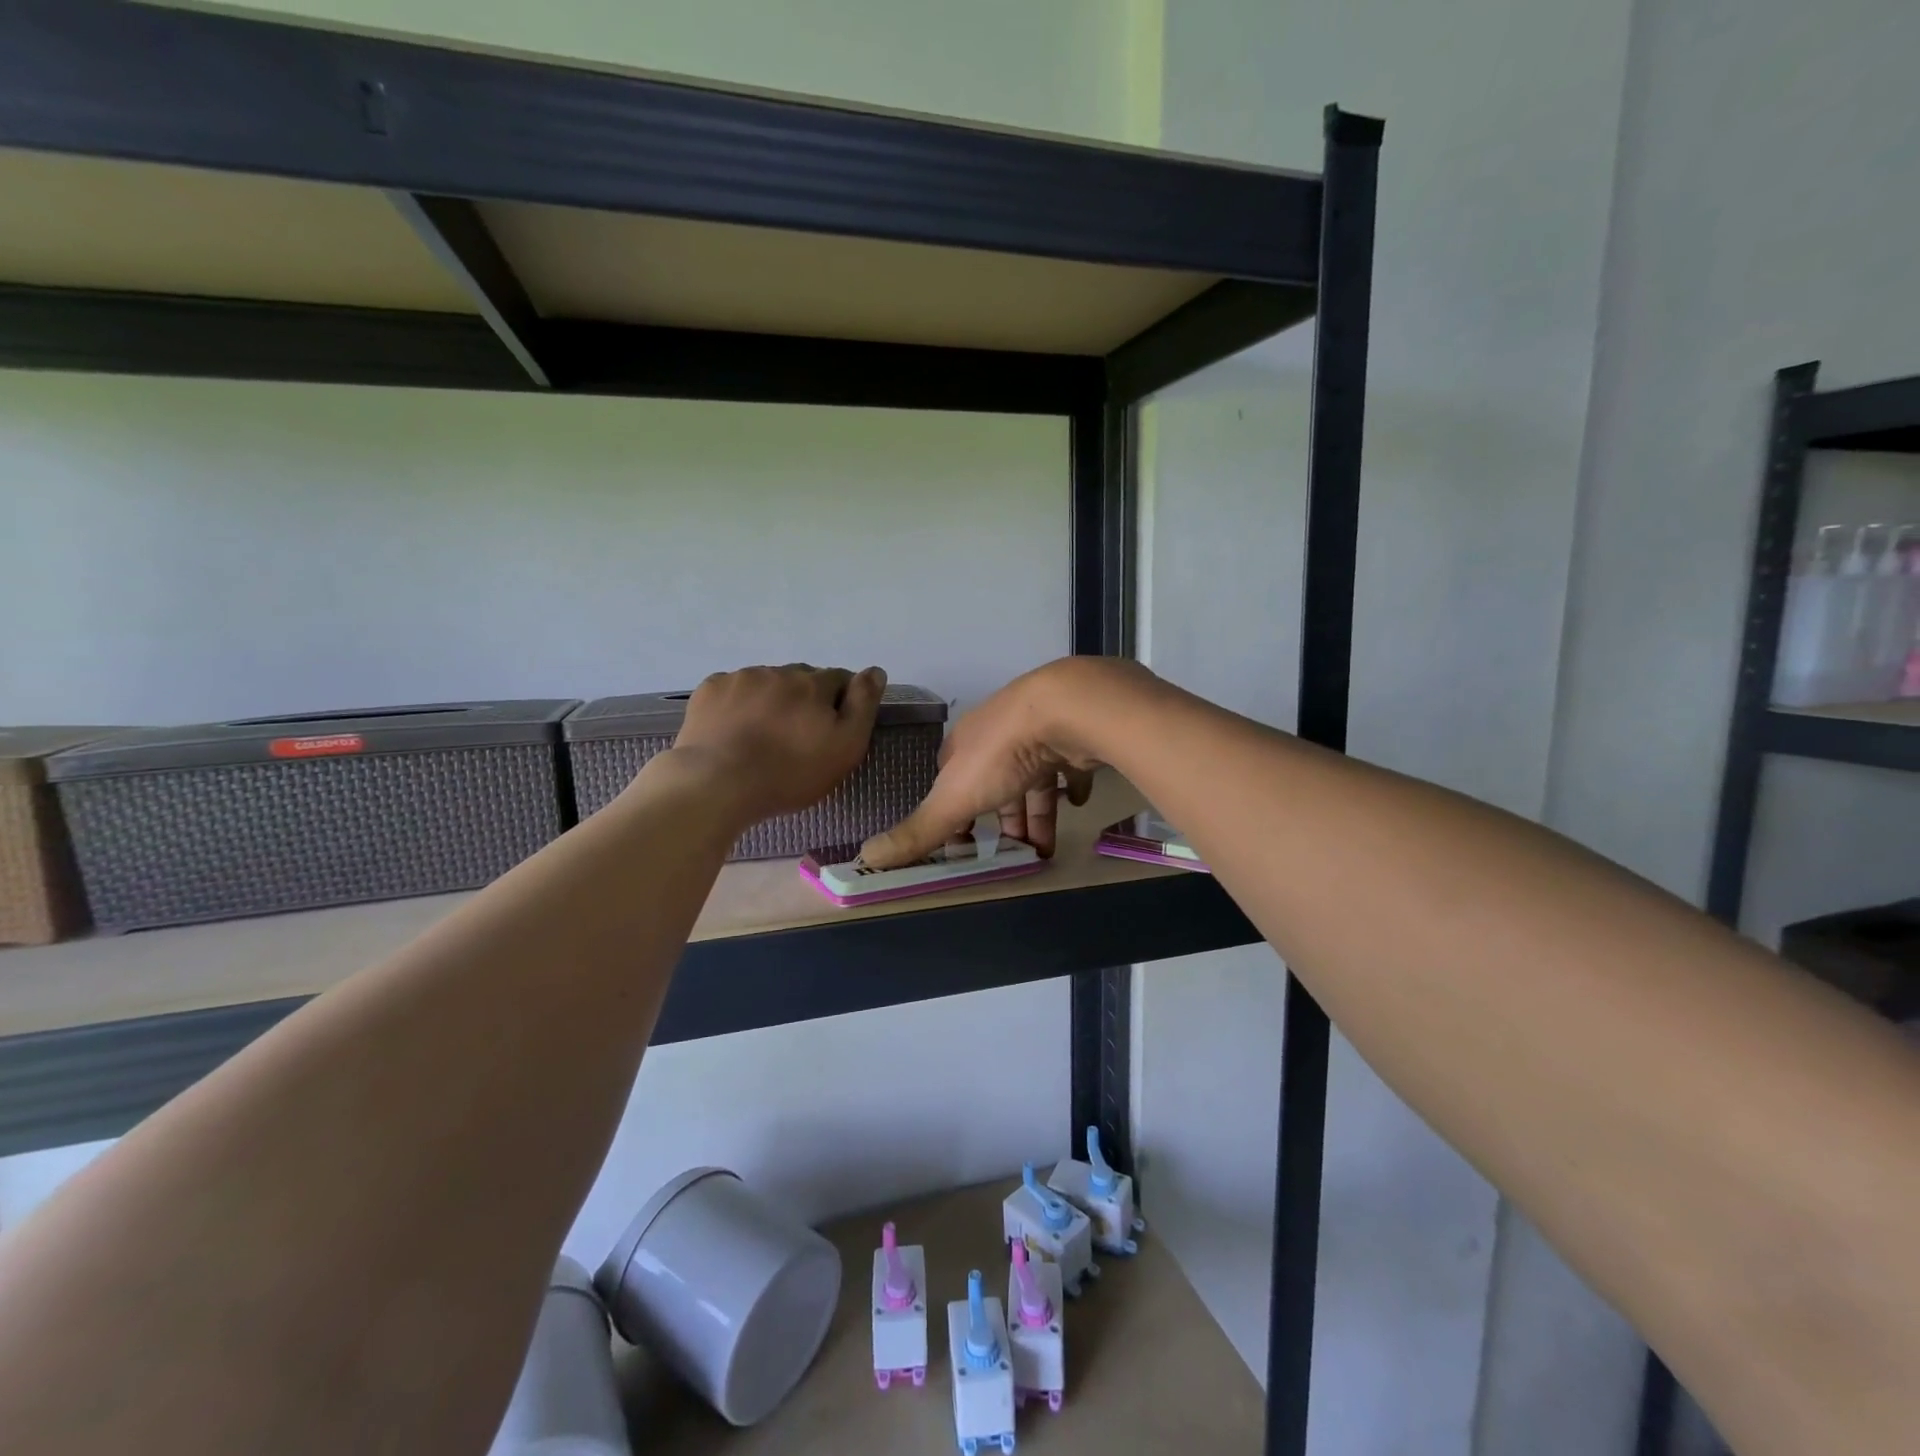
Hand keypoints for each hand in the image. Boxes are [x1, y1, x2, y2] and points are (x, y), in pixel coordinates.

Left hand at [660, 664, 886, 826]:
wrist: (717, 783)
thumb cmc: (790, 773)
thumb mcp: (845, 747)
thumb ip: (863, 705)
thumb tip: (875, 671)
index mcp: (814, 683)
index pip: (839, 679)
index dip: (840, 702)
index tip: (832, 729)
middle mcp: (779, 671)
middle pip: (801, 680)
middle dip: (804, 700)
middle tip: (797, 737)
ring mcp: (741, 678)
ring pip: (766, 683)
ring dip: (771, 701)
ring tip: (762, 737)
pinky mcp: (709, 690)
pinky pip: (733, 690)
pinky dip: (738, 704)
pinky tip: (734, 731)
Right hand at [860, 658, 1147, 867]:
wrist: (1066, 710)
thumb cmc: (1002, 755)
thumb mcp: (953, 799)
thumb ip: (917, 830)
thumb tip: (866, 856)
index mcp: (965, 745)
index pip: (950, 781)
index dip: (953, 812)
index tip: (963, 843)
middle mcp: (999, 735)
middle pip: (994, 782)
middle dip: (1000, 818)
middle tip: (1011, 853)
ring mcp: (1038, 732)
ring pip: (1033, 778)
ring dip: (1035, 812)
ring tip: (1044, 849)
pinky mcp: (1073, 735)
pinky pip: (1071, 765)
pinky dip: (1072, 786)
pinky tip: (1078, 803)